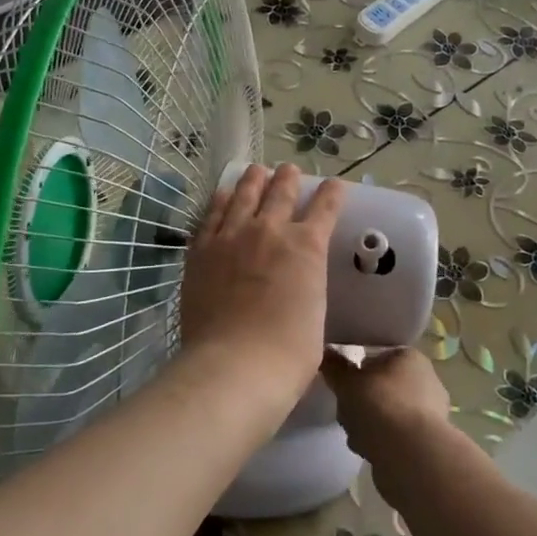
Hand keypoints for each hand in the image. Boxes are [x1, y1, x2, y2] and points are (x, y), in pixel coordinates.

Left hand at [179, 163, 345, 399]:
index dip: (332, 193)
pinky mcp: (202, 250)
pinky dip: (221, 200)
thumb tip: (300, 291)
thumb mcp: (315, 315)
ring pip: (244, 194)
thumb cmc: (288, 353)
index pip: (325, 207)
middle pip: (281, 192)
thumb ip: (308, 289)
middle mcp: (270, 231)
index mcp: (307, 247)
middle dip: (289, 178)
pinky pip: (212, 215)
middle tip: (289, 171)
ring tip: (257, 171)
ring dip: (254, 179)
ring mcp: (232, 237)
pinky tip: (223, 195)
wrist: (235, 365)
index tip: (335, 185)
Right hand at [323, 345, 451, 468]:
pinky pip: (395, 436)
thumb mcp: (348, 383)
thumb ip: (335, 368)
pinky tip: (370, 451)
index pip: (378, 357)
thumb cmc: (380, 406)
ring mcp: (429, 413)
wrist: (411, 456)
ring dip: (368, 424)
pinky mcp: (426, 442)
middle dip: (360, 402)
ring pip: (386, 414)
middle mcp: (426, 380)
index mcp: (410, 357)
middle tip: (347, 412)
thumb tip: (327, 353)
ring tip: (357, 435)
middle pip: (381, 387)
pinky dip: (381, 442)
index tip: (344, 385)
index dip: (358, 371)